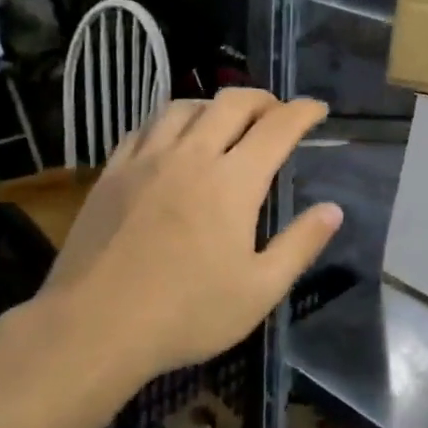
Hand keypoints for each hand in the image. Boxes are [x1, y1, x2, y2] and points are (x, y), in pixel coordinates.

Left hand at [37, 90, 341, 380]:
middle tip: (277, 112)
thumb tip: (334, 210)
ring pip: (186, 106)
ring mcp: (147, 159)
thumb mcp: (259, 290)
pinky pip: (145, 127)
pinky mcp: (112, 172)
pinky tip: (172, 138)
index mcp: (234, 181)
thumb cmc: (186, 313)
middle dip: (263, 99)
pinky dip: (170, 121)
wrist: (93, 328)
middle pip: (233, 102)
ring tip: (225, 120)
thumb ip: (300, 245)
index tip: (318, 108)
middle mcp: (193, 155)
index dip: (303, 111)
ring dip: (215, 104)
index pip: (278, 126)